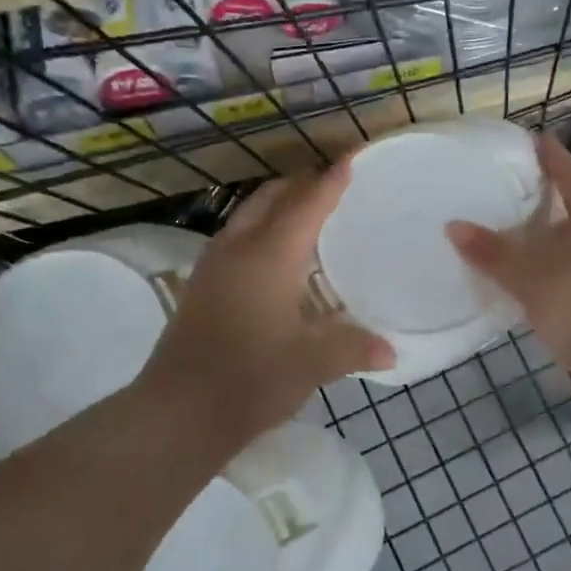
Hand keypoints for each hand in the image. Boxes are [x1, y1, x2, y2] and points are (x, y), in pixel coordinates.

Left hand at [139, 163, 393, 443]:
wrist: (178, 412)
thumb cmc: (251, 378)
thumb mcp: (312, 363)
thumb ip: (355, 348)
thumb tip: (392, 351)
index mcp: (270, 254)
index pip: (308, 203)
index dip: (333, 180)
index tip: (353, 158)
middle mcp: (238, 248)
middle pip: (272, 198)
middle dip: (302, 185)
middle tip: (335, 188)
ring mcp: (213, 266)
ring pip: (249, 215)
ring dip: (279, 207)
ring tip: (310, 219)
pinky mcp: (201, 286)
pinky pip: (237, 239)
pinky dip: (263, 232)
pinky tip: (279, 262)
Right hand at [446, 134, 570, 407]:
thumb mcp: (532, 280)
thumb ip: (494, 254)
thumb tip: (454, 226)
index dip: (555, 159)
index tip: (539, 139)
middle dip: (552, 208)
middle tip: (517, 200)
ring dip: (556, 249)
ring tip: (522, 250)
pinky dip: (562, 281)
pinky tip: (541, 295)